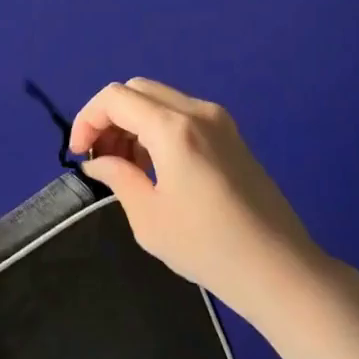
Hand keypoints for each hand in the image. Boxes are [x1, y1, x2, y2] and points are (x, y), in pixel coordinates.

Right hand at [69, 79, 323, 315]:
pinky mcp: (231, 135)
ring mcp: (219, 120)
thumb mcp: (149, 217)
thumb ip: (118, 177)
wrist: (278, 268)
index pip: (115, 98)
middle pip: (137, 90)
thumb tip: (97, 163)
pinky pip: (181, 114)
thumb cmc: (207, 247)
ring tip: (125, 167)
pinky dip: (156, 128)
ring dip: (133, 122)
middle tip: (100, 158)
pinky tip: (155, 167)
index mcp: (173, 128)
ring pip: (159, 99)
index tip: (79, 155)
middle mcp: (197, 111)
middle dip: (109, 117)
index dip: (87, 119)